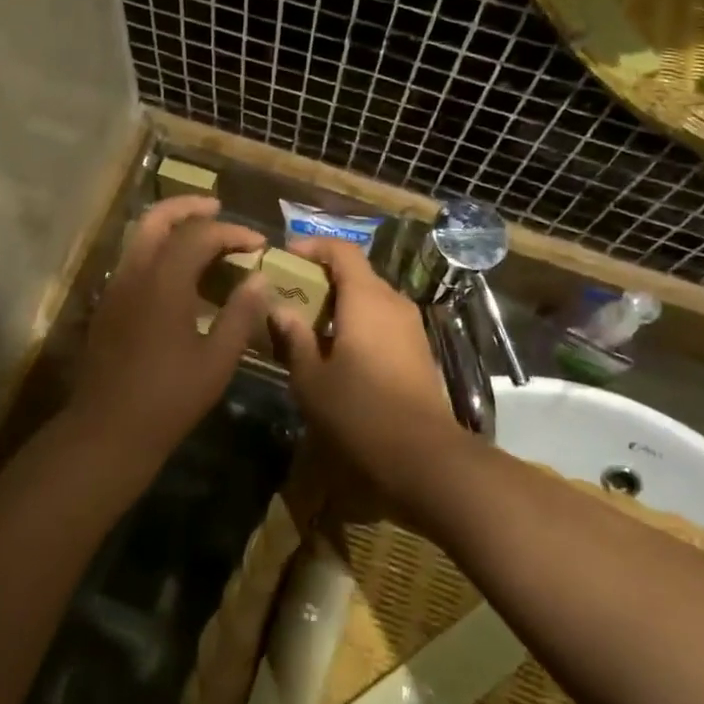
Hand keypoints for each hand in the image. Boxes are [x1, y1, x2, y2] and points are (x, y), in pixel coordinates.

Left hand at [66, 195, 267, 471]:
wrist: (107, 429)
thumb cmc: (169, 398)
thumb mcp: (217, 360)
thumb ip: (240, 314)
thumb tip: (259, 279)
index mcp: (164, 282)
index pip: (200, 235)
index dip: (232, 233)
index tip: (259, 244)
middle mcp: (135, 274)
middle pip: (157, 218)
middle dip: (189, 207)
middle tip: (218, 208)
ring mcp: (115, 287)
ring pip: (140, 237)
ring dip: (171, 226)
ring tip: (203, 236)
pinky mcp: (108, 304)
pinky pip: (134, 260)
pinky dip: (158, 250)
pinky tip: (179, 273)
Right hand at [267, 238, 466, 505]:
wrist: (423, 457)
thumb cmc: (359, 412)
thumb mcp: (311, 379)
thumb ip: (294, 338)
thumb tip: (280, 309)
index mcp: (366, 298)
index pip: (342, 251)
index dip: (313, 247)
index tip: (286, 257)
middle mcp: (392, 302)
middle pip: (356, 273)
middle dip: (322, 278)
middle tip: (290, 295)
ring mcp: (410, 327)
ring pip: (370, 299)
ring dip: (339, 303)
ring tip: (308, 325)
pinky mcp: (418, 351)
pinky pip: (382, 321)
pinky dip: (357, 322)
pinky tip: (337, 351)